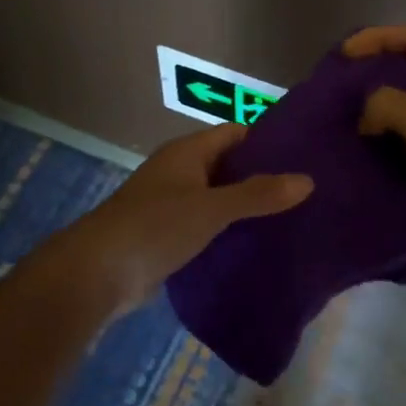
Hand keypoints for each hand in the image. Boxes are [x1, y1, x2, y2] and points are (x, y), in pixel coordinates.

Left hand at [62, 124, 312, 315]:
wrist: (99, 271)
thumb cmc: (155, 226)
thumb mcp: (212, 207)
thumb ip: (258, 194)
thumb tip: (307, 180)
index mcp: (187, 153)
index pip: (235, 134)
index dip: (268, 141)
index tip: (305, 156)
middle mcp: (179, 172)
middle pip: (228, 167)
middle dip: (262, 178)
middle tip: (306, 192)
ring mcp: (171, 205)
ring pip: (218, 199)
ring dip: (247, 208)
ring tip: (293, 220)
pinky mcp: (167, 236)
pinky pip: (206, 226)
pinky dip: (229, 232)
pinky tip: (257, 246)